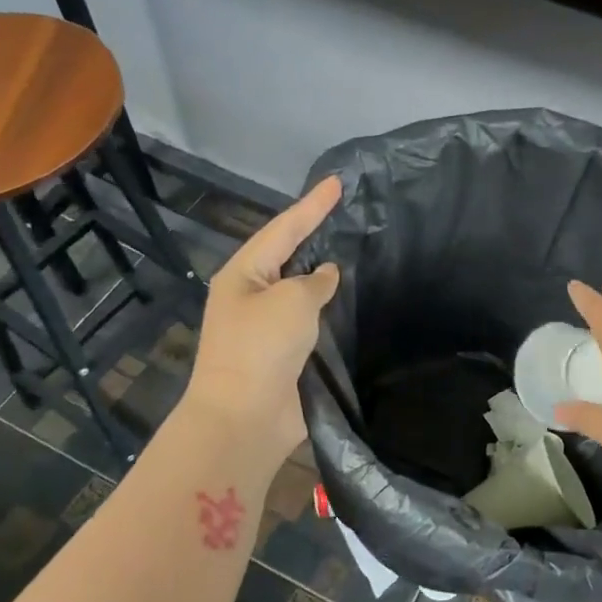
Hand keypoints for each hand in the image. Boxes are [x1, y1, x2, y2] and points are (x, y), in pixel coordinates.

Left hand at [182, 177, 342, 461]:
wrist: (245, 419)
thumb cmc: (261, 349)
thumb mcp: (291, 301)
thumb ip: (314, 281)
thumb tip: (325, 276)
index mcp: (243, 274)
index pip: (284, 228)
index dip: (313, 205)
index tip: (338, 182)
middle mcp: (252, 296)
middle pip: (290, 257)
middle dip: (317, 236)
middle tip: (350, 214)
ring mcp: (268, 328)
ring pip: (303, 292)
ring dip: (326, 277)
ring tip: (358, 252)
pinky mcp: (285, 356)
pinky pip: (312, 323)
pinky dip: (331, 312)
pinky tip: (355, 303)